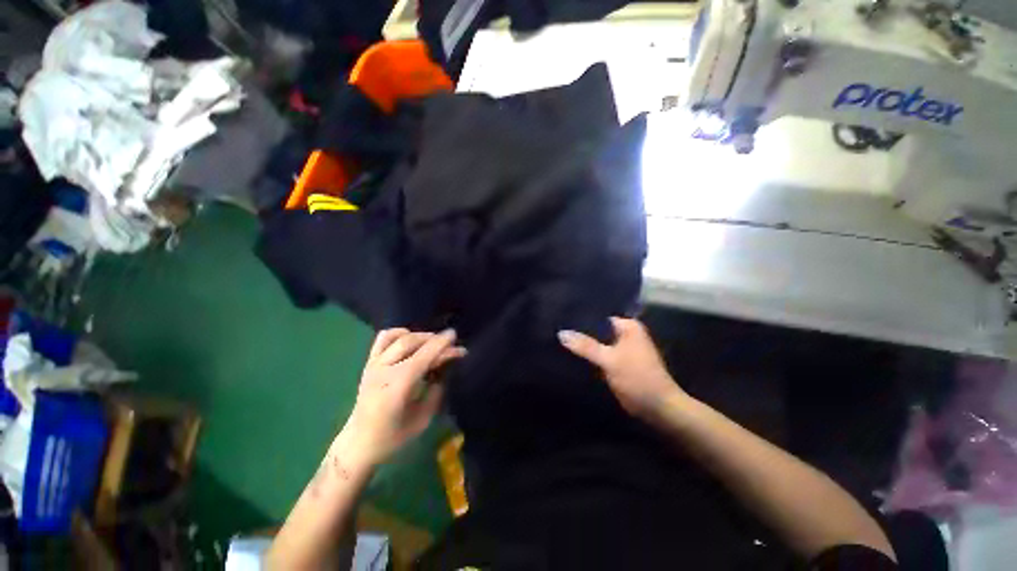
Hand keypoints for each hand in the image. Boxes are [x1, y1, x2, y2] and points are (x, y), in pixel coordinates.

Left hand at [341, 328, 465, 466]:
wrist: (358, 443)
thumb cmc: (393, 437)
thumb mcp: (423, 419)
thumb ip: (436, 390)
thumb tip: (447, 368)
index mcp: (397, 387)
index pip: (423, 356)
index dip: (441, 345)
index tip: (456, 337)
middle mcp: (383, 370)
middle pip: (411, 342)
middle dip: (434, 339)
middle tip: (449, 345)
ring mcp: (373, 365)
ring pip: (398, 337)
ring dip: (419, 335)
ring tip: (431, 342)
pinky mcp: (368, 363)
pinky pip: (383, 338)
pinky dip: (399, 333)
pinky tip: (409, 340)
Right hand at [558, 317, 684, 417]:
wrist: (657, 408)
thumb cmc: (637, 377)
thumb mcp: (610, 359)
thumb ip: (586, 346)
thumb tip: (561, 333)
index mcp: (628, 327)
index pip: (599, 317)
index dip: (581, 318)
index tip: (561, 318)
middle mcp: (625, 334)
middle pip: (597, 331)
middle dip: (580, 333)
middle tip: (556, 330)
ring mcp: (621, 350)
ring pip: (597, 344)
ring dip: (583, 346)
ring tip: (558, 341)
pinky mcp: (617, 364)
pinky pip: (599, 356)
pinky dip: (588, 357)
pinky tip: (570, 355)